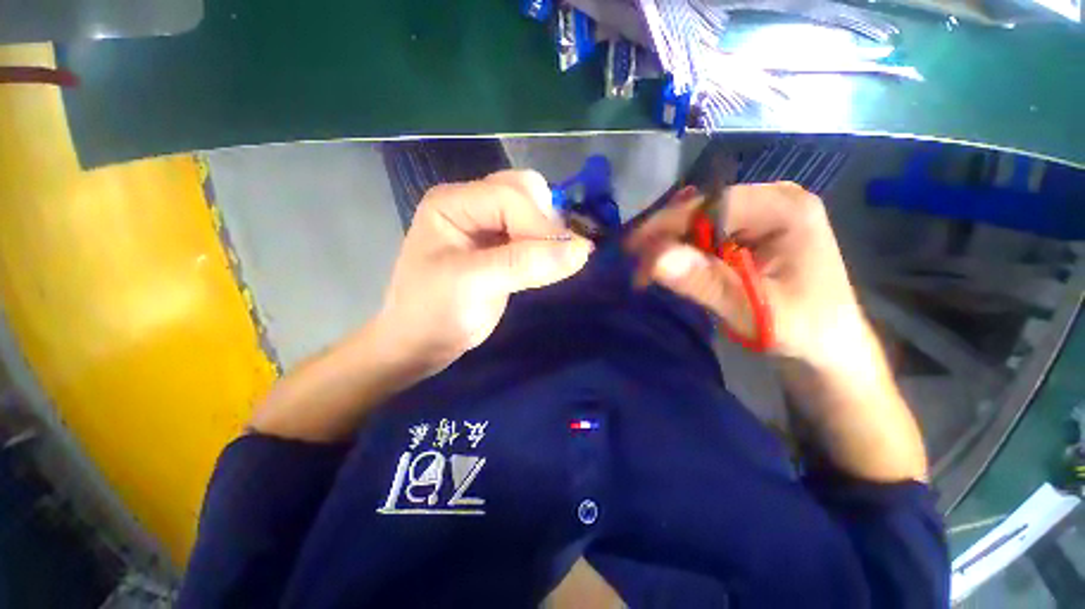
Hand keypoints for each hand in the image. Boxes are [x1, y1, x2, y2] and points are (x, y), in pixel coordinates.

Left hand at [376, 170, 593, 372]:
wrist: (423, 343)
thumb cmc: (434, 312)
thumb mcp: (473, 284)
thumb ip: (525, 263)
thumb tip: (582, 249)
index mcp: (453, 203)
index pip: (509, 196)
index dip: (541, 223)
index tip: (569, 254)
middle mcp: (472, 206)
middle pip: (524, 192)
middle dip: (547, 220)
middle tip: (556, 255)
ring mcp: (488, 226)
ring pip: (534, 212)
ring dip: (551, 234)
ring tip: (555, 263)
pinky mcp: (503, 247)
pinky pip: (535, 235)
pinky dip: (548, 248)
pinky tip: (550, 265)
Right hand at [626, 182, 866, 367]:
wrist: (827, 345)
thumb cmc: (802, 330)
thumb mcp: (754, 310)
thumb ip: (706, 283)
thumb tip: (656, 259)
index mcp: (786, 209)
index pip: (712, 205)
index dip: (668, 226)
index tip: (634, 253)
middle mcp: (773, 200)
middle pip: (702, 209)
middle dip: (665, 237)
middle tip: (636, 267)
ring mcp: (761, 213)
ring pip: (698, 221)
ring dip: (669, 246)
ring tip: (645, 271)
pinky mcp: (750, 230)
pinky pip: (704, 233)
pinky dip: (682, 251)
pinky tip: (670, 267)